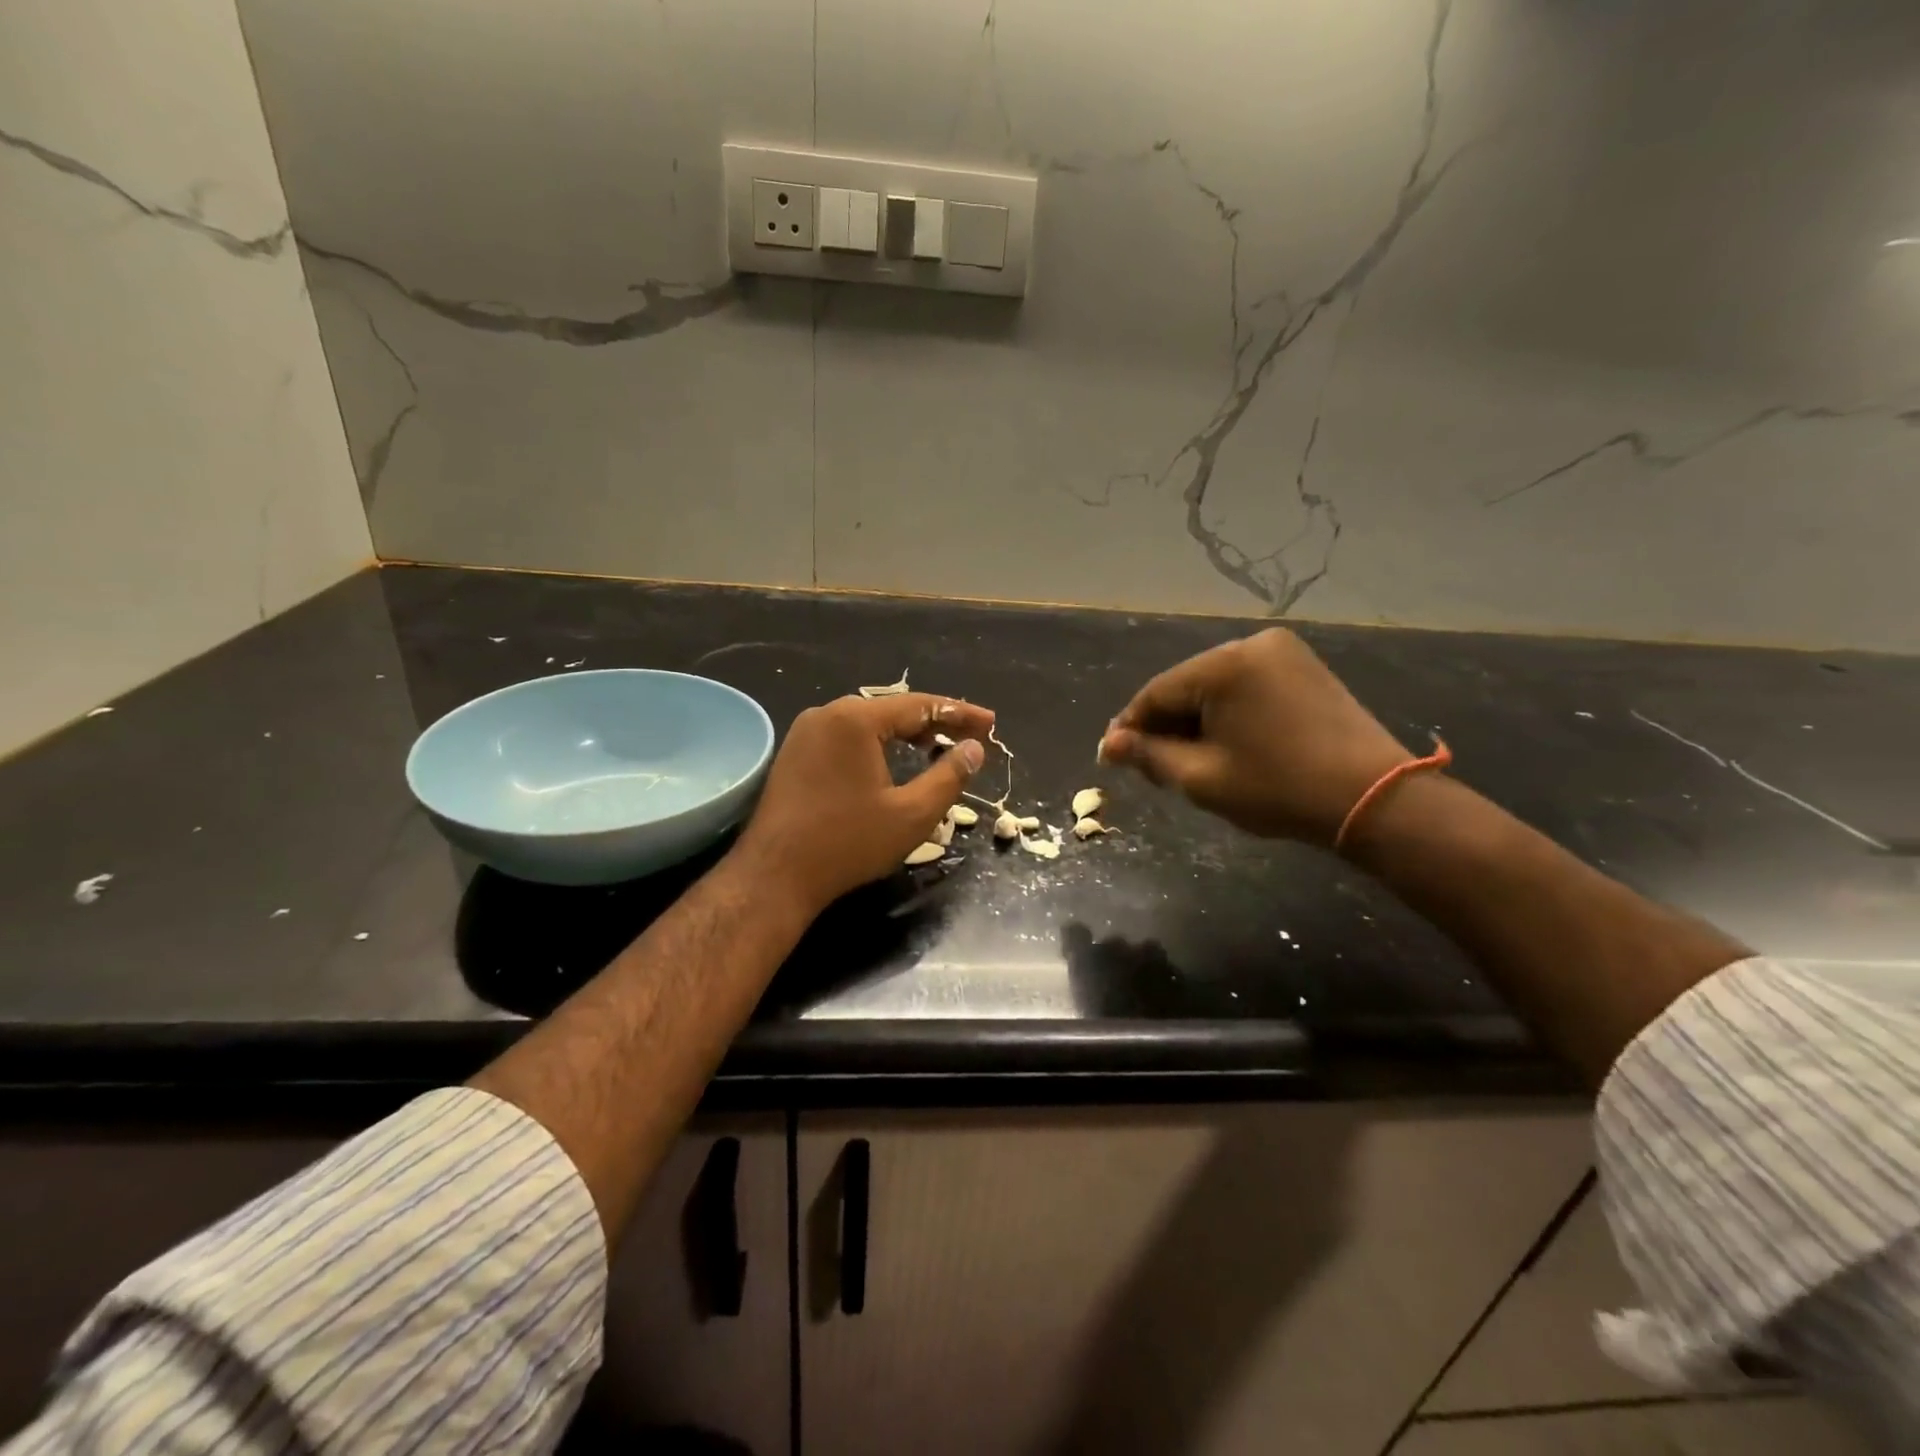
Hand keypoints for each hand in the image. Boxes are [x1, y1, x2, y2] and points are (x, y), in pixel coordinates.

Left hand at [733, 692, 993, 913]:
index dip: (960, 714)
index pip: (920, 705)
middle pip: (893, 710)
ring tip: (938, 748)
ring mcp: (806, 732)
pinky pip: (847, 738)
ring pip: (869, 724)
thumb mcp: (912, 814)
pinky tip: (895, 761)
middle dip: (934, 723)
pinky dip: (878, 745)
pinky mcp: (795, 753)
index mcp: (855, 719)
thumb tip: (974, 749)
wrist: (774, 876)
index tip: (991, 724)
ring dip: (906, 734)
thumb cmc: (847, 843)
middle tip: (969, 738)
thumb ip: (949, 776)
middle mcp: (827, 713)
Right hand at [1098, 629, 1410, 846]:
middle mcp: (1251, 644)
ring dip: (1195, 720)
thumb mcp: (1201, 778)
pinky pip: (1245, 687)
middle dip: (1165, 725)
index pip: (1157, 693)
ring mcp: (1283, 652)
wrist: (1374, 798)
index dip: (1130, 727)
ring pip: (1215, 687)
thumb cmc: (1278, 789)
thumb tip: (1109, 745)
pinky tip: (1222, 743)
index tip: (1111, 757)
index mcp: (1224, 665)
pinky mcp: (1303, 668)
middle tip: (1148, 765)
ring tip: (1184, 759)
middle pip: (1186, 686)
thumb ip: (1149, 756)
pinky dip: (1226, 713)